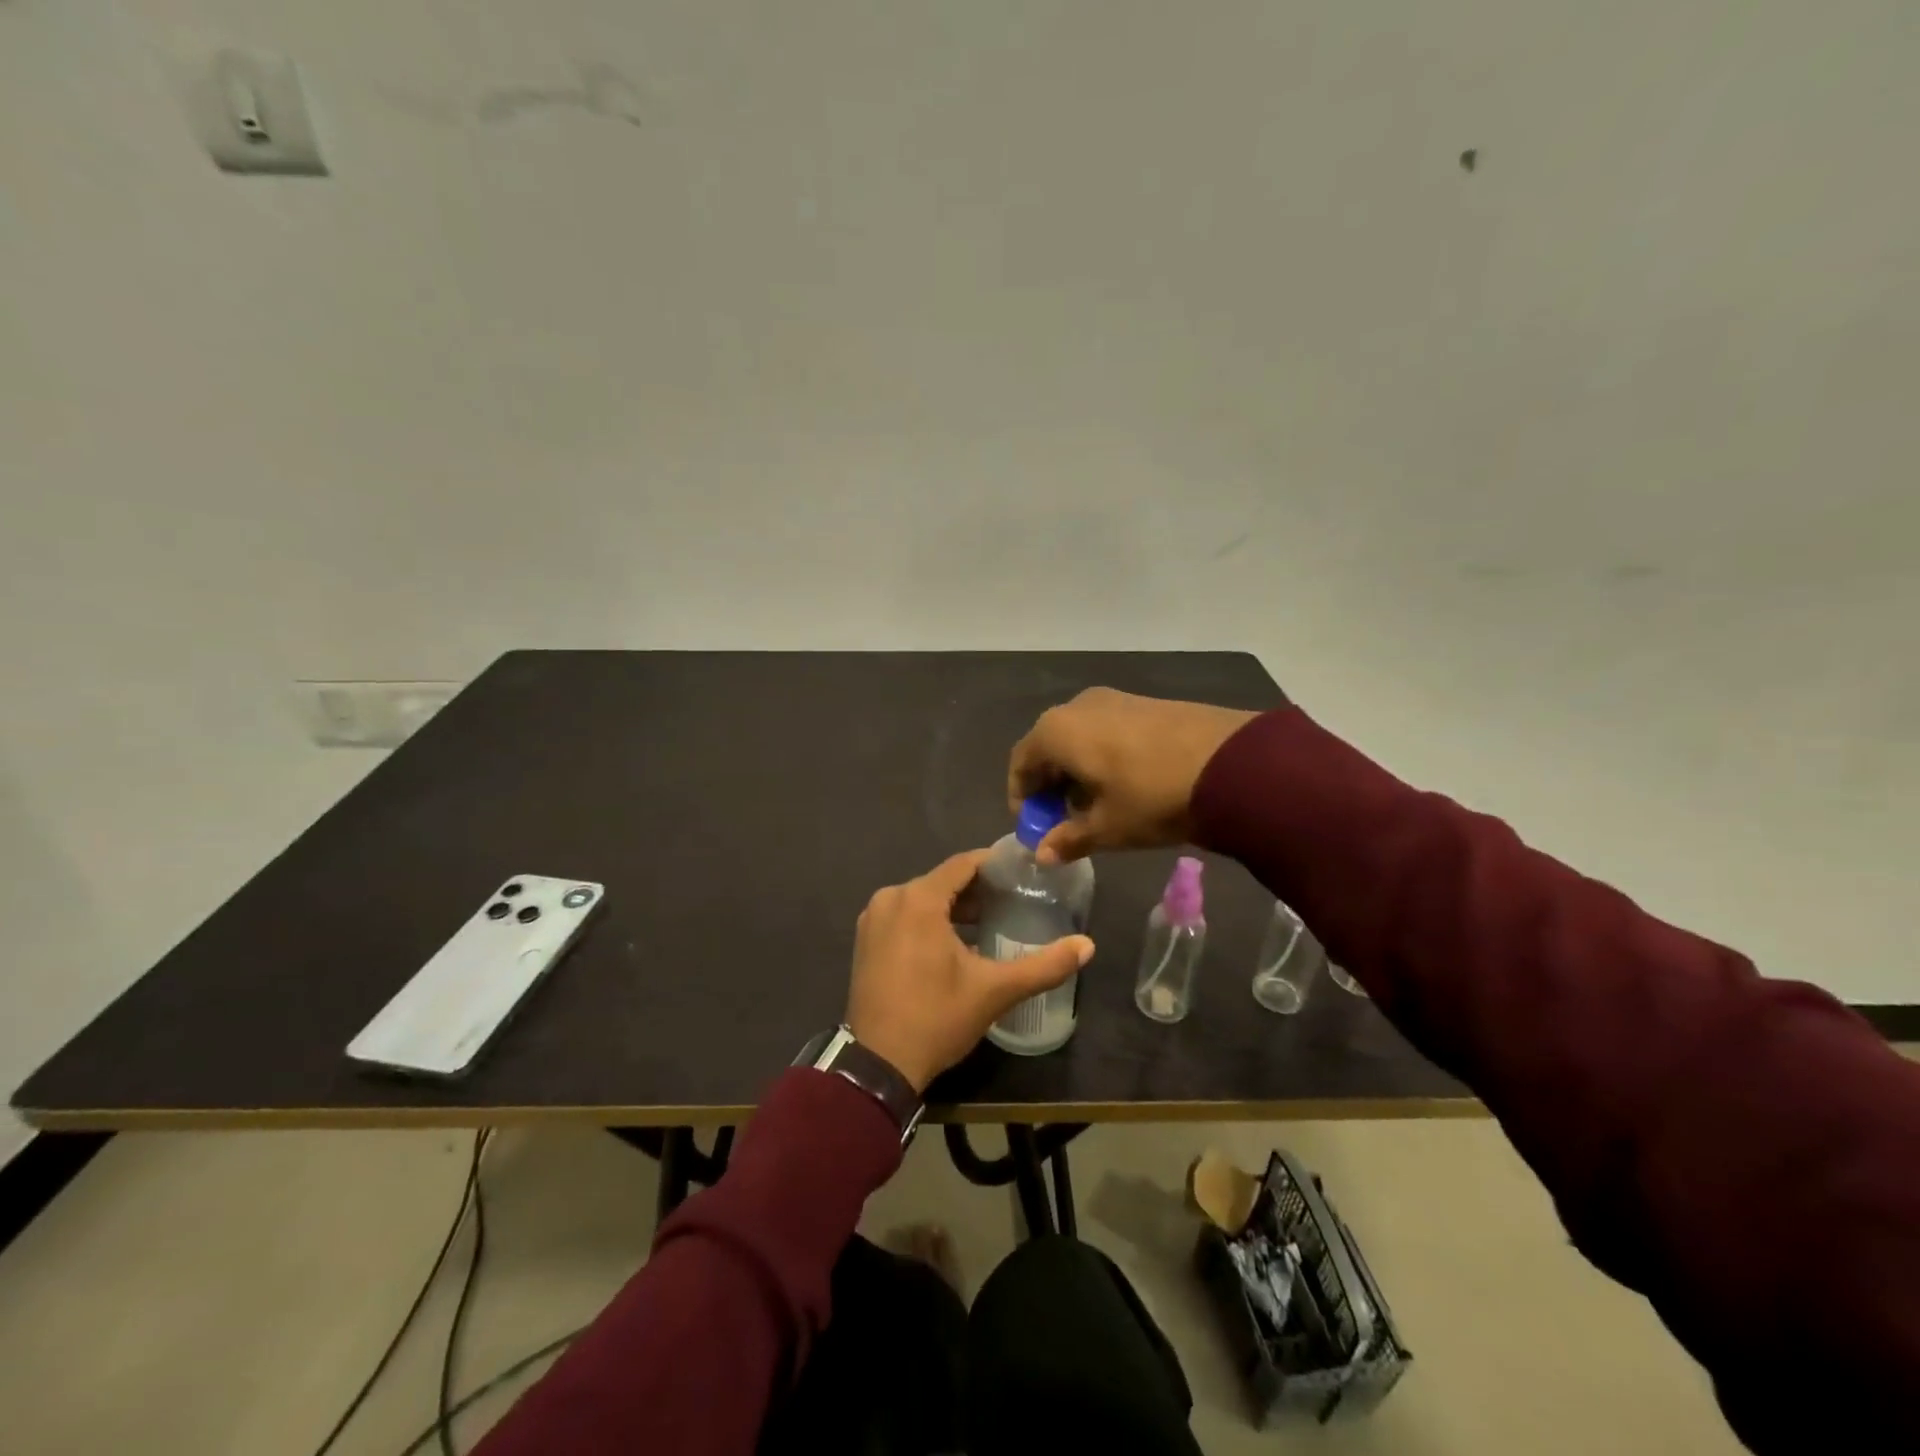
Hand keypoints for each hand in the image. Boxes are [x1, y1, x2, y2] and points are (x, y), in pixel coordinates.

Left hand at [845, 849, 1094, 1093]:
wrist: (877, 1065)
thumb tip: (1088, 945)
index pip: (963, 864)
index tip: (1022, 871)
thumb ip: (1043, 966)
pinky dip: (929, 920)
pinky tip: (954, 942)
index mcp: (918, 899)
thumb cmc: (936, 1018)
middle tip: (1013, 900)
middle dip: (976, 889)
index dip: (994, 864)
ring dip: (953, 906)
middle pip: (942, 880)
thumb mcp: (994, 991)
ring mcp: (873, 919)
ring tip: (990, 921)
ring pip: (922, 898)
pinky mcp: (865, 939)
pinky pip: (904, 915)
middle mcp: (890, 898)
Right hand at [1007, 687, 1257, 862]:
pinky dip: (1101, 757)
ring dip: (1076, 772)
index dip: (1022, 797)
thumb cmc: (1152, 796)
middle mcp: (1077, 706)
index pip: (1020, 762)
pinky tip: (1123, 785)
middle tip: (1064, 821)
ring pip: (1079, 738)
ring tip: (1096, 807)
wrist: (1232, 762)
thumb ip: (1068, 838)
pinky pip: (1105, 730)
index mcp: (1056, 731)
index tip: (1035, 827)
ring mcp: (1113, 699)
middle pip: (1048, 747)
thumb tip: (1041, 854)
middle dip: (1050, 786)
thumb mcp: (1108, 827)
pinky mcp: (1144, 702)